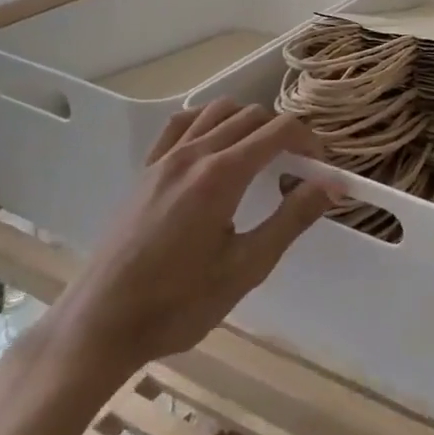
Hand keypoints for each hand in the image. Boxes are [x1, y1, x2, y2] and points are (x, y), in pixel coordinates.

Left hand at [57, 100, 337, 367]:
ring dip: (247, 123)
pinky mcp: (146, 169)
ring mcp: (165, 158)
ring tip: (260, 157)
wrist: (102, 324)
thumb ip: (291, 219)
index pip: (279, 130)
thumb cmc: (178, 304)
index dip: (308, 141)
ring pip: (218, 111)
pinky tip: (214, 148)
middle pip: (252, 115)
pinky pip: (182, 124)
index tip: (320, 168)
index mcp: (222, 174)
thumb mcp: (246, 268)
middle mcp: (194, 152)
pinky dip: (208, 122)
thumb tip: (332, 185)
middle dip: (282, 133)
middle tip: (297, 169)